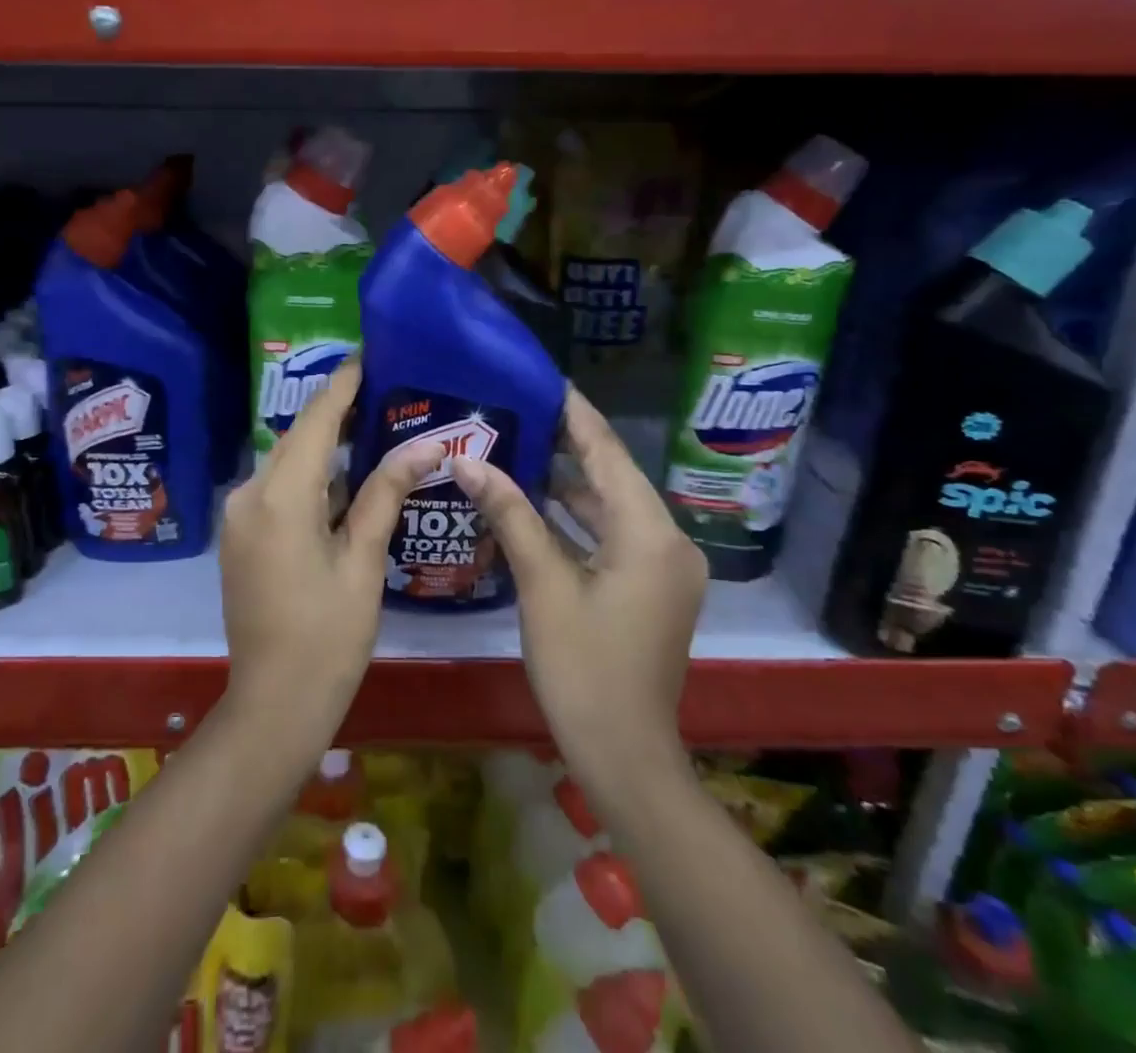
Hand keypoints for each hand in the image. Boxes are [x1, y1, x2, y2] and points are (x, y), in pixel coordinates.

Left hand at [217, 359, 443, 746]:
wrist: (274, 703)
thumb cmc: (328, 637)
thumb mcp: (363, 562)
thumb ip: (386, 494)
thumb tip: (425, 445)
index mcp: (280, 497)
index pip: (315, 421)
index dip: (342, 385)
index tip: (367, 354)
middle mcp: (249, 494)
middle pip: (297, 437)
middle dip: (335, 411)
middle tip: (381, 389)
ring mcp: (240, 515)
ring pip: (287, 462)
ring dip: (325, 445)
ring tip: (372, 423)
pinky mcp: (242, 534)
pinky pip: (277, 488)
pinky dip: (311, 476)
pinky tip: (345, 477)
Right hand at [452, 388, 706, 788]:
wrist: (625, 756)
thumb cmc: (583, 668)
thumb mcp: (543, 585)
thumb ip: (509, 515)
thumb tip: (467, 460)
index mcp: (650, 533)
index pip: (608, 453)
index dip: (575, 414)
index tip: (543, 379)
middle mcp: (668, 540)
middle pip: (612, 476)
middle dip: (566, 444)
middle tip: (517, 410)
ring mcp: (664, 567)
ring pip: (612, 507)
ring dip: (568, 483)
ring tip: (518, 447)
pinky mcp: (652, 588)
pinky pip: (613, 535)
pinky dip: (578, 519)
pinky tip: (537, 504)